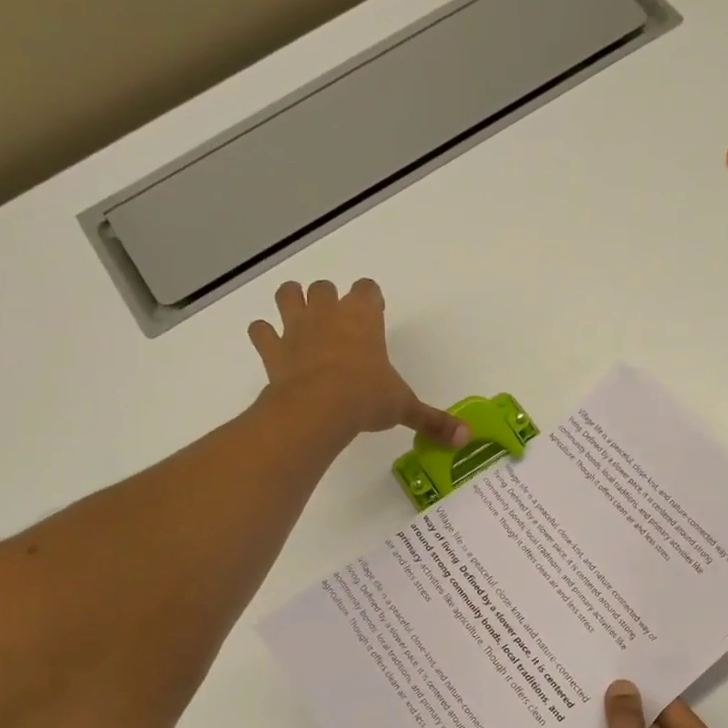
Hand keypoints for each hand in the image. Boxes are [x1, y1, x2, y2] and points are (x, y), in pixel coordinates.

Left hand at [248, 279, 468, 445]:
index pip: (366, 289)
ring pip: (287, 295)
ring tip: (299, 321)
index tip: (373, 313)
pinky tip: (271, 345)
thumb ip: (433, 420)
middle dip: (328, 300)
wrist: (319, 408)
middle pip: (324, 288)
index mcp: (363, 318)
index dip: (369, 299)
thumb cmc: (367, 398)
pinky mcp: (272, 349)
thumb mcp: (404, 408)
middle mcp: (328, 313)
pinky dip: (264, 335)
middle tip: (337, 324)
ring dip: (291, 303)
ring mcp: (296, 328)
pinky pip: (260, 330)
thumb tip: (467, 439)